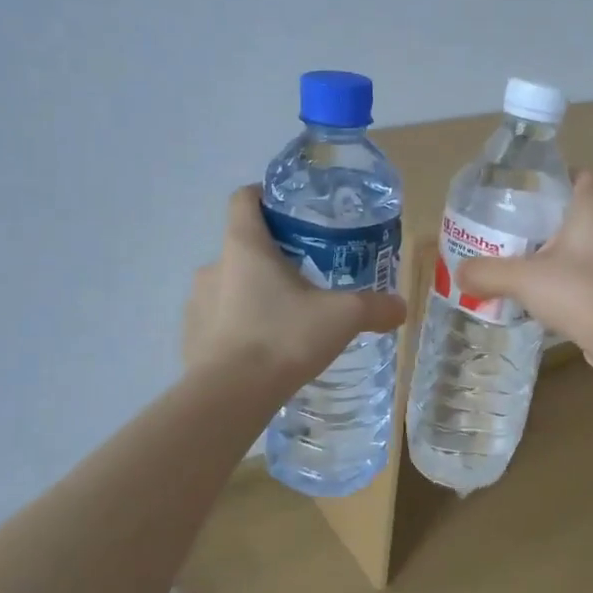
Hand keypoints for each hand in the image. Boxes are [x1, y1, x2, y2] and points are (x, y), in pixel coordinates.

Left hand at [184, 187, 407, 388]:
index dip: (265, 196)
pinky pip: (219, 320)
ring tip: (287, 318)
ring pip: (230, 285)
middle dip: (273, 256)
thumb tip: (401, 307)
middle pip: (243, 246)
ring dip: (255, 293)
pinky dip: (239, 326)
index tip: (291, 210)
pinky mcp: (191, 336)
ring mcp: (197, 302)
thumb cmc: (284, 338)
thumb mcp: (342, 318)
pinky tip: (264, 349)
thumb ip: (374, 307)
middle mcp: (214, 266)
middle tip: (307, 276)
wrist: (229, 396)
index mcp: (245, 246)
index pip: (244, 199)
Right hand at [456, 170, 592, 368]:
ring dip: (573, 246)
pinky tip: (559, 290)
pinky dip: (583, 272)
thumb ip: (487, 272)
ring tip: (540, 260)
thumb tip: (460, 273)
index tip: (535, 195)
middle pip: (589, 207)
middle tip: (527, 230)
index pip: (587, 175)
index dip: (563, 179)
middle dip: (560, 216)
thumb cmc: (577, 292)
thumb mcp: (522, 279)